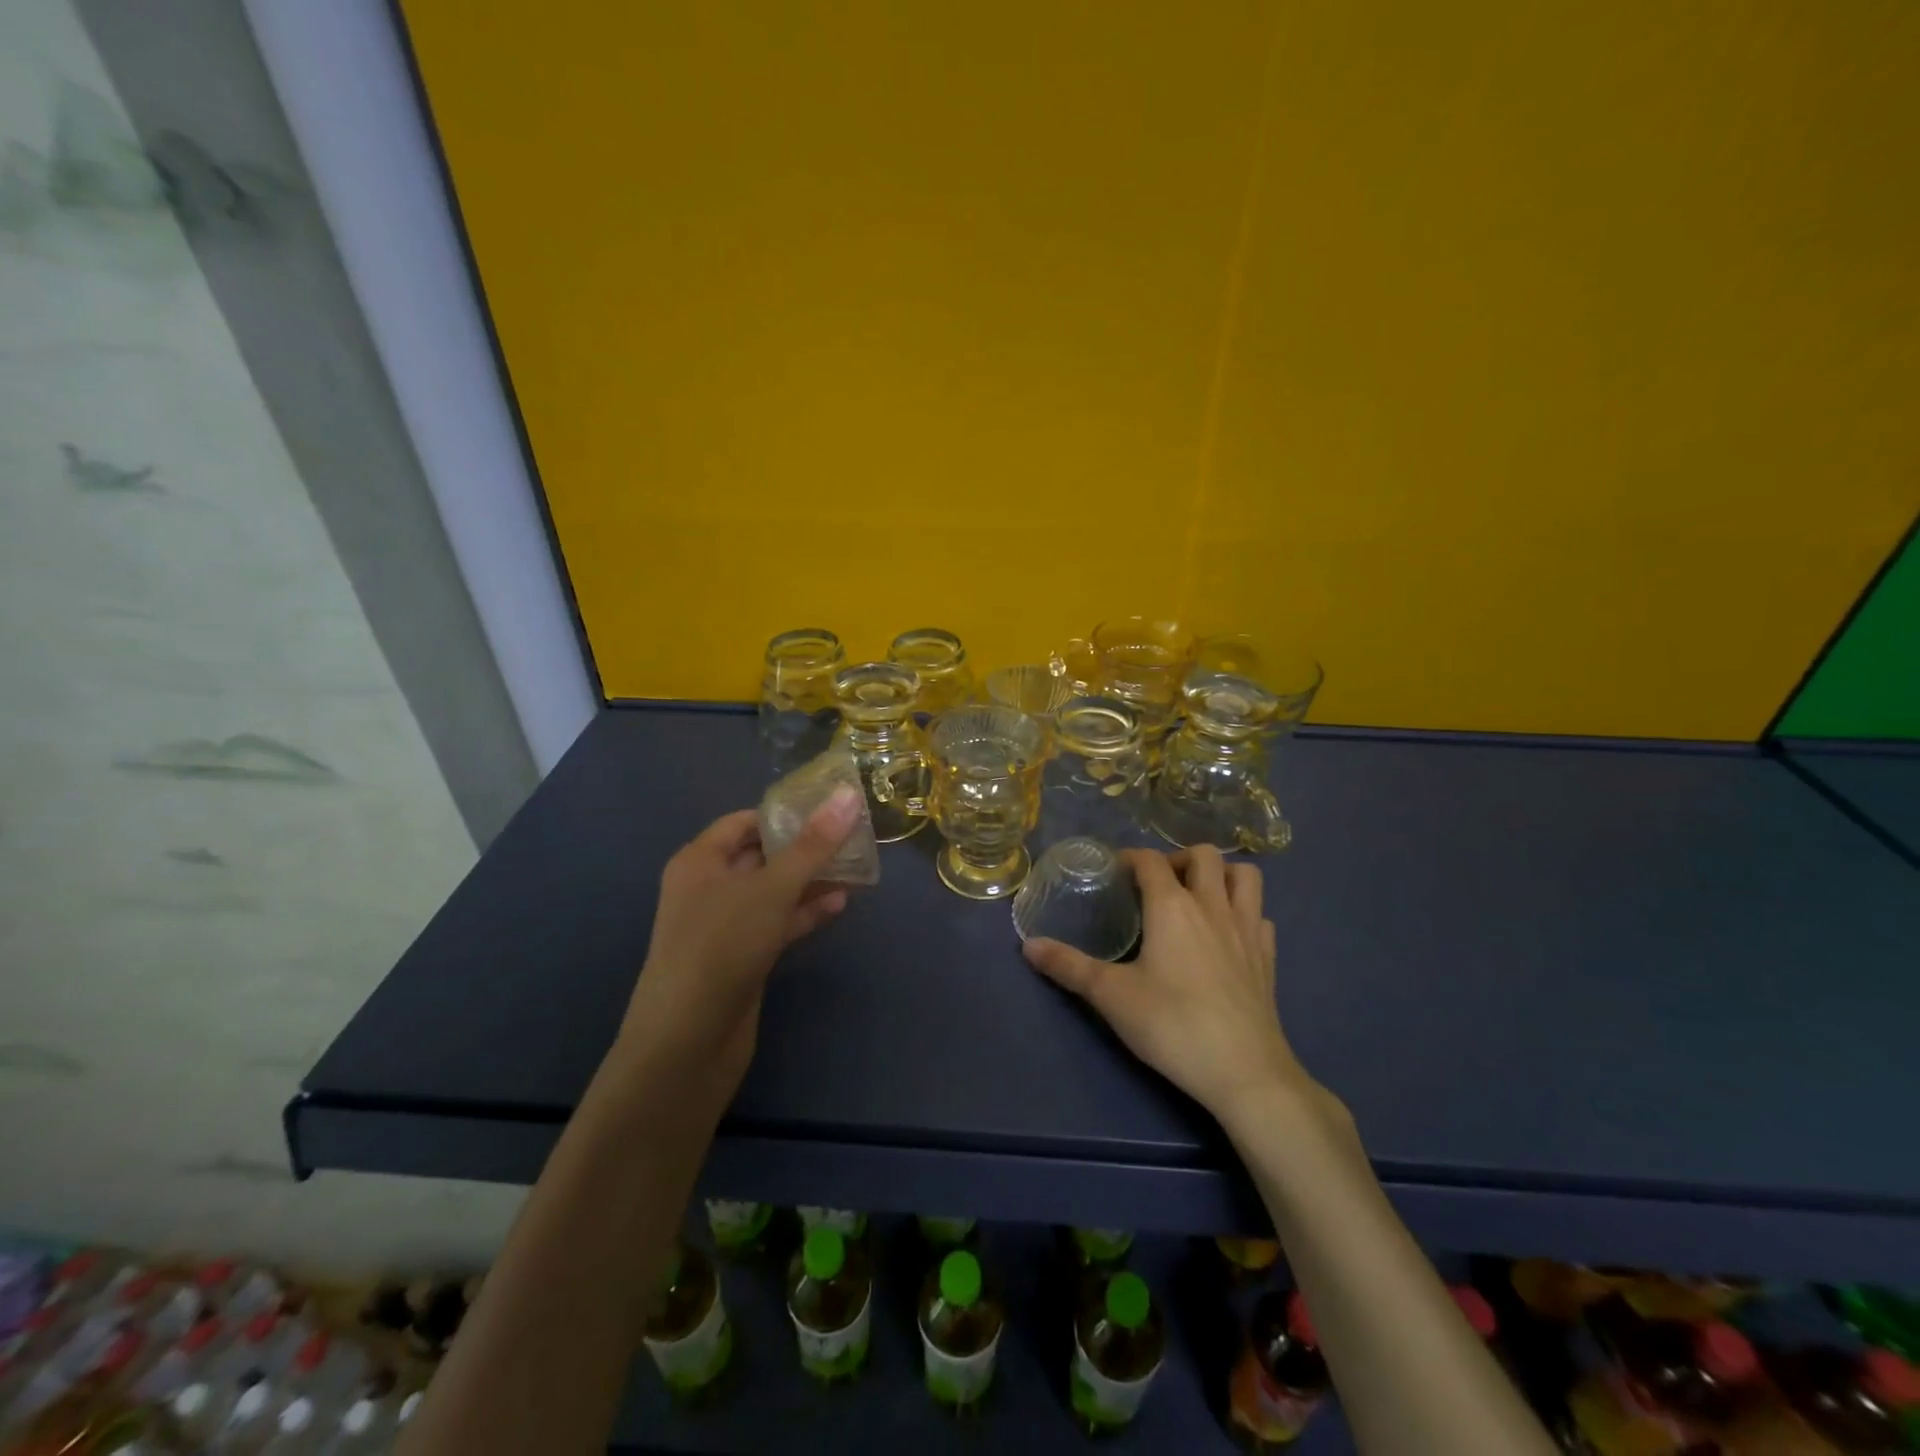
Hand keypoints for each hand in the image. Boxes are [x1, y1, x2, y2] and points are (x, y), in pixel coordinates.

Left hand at [620, 786, 863, 1091]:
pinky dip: (804, 913)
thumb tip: (847, 794)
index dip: (786, 814)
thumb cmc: (722, 946)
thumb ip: (813, 844)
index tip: (830, 809)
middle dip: (805, 847)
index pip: (745, 822)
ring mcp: (723, 926)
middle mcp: (707, 888)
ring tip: (856, 868)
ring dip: (810, 881)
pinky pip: (776, 923)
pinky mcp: (740, 958)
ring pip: (773, 891)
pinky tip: (840, 905)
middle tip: (853, 836)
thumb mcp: (772, 888)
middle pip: (761, 855)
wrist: (687, 1043)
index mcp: (700, 860)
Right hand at [1023, 845, 1316, 1123]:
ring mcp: (1247, 930)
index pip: (1150, 861)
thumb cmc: (1172, 1025)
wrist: (1245, 1073)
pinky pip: (1259, 915)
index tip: (1114, 873)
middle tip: (1157, 885)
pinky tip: (1227, 935)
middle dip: (1178, 859)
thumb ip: (1068, 966)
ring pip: (1245, 876)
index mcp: (1172, 906)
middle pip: (1204, 855)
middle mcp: (1213, 906)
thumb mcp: (1111, 996)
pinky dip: (1243, 912)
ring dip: (1221, 874)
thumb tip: (1028, 945)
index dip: (1130, 858)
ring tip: (1198, 896)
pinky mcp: (1268, 957)